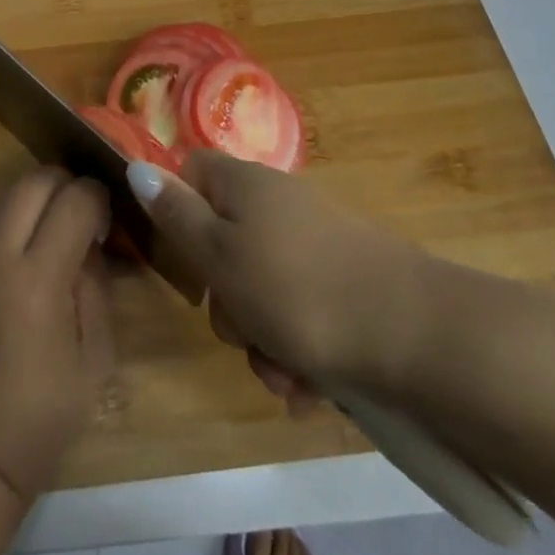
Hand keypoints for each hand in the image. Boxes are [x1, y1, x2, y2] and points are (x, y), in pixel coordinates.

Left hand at [0, 168, 114, 500]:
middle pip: (35, 179)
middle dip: (66, 184)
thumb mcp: (95, 361)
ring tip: (50, 222)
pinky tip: (19, 237)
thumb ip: (97, 288)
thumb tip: (90, 241)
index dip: (98, 198)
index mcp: (38, 281)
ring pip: (3, 187)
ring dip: (33, 193)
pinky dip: (6, 208)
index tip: (105, 219)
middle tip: (81, 212)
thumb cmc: (38, 416)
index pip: (75, 201)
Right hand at [128, 151, 432, 403]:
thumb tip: (138, 166)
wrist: (416, 333)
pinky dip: (298, 348)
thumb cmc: (297, 290)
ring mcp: (318, 240)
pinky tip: (310, 387)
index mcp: (245, 184)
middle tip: (240, 332)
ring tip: (283, 377)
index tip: (184, 260)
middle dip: (225, 299)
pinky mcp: (348, 279)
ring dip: (262, 337)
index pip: (193, 171)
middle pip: (226, 240)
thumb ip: (176, 214)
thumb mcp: (219, 255)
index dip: (178, 210)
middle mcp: (280, 202)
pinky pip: (303, 309)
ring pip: (263, 286)